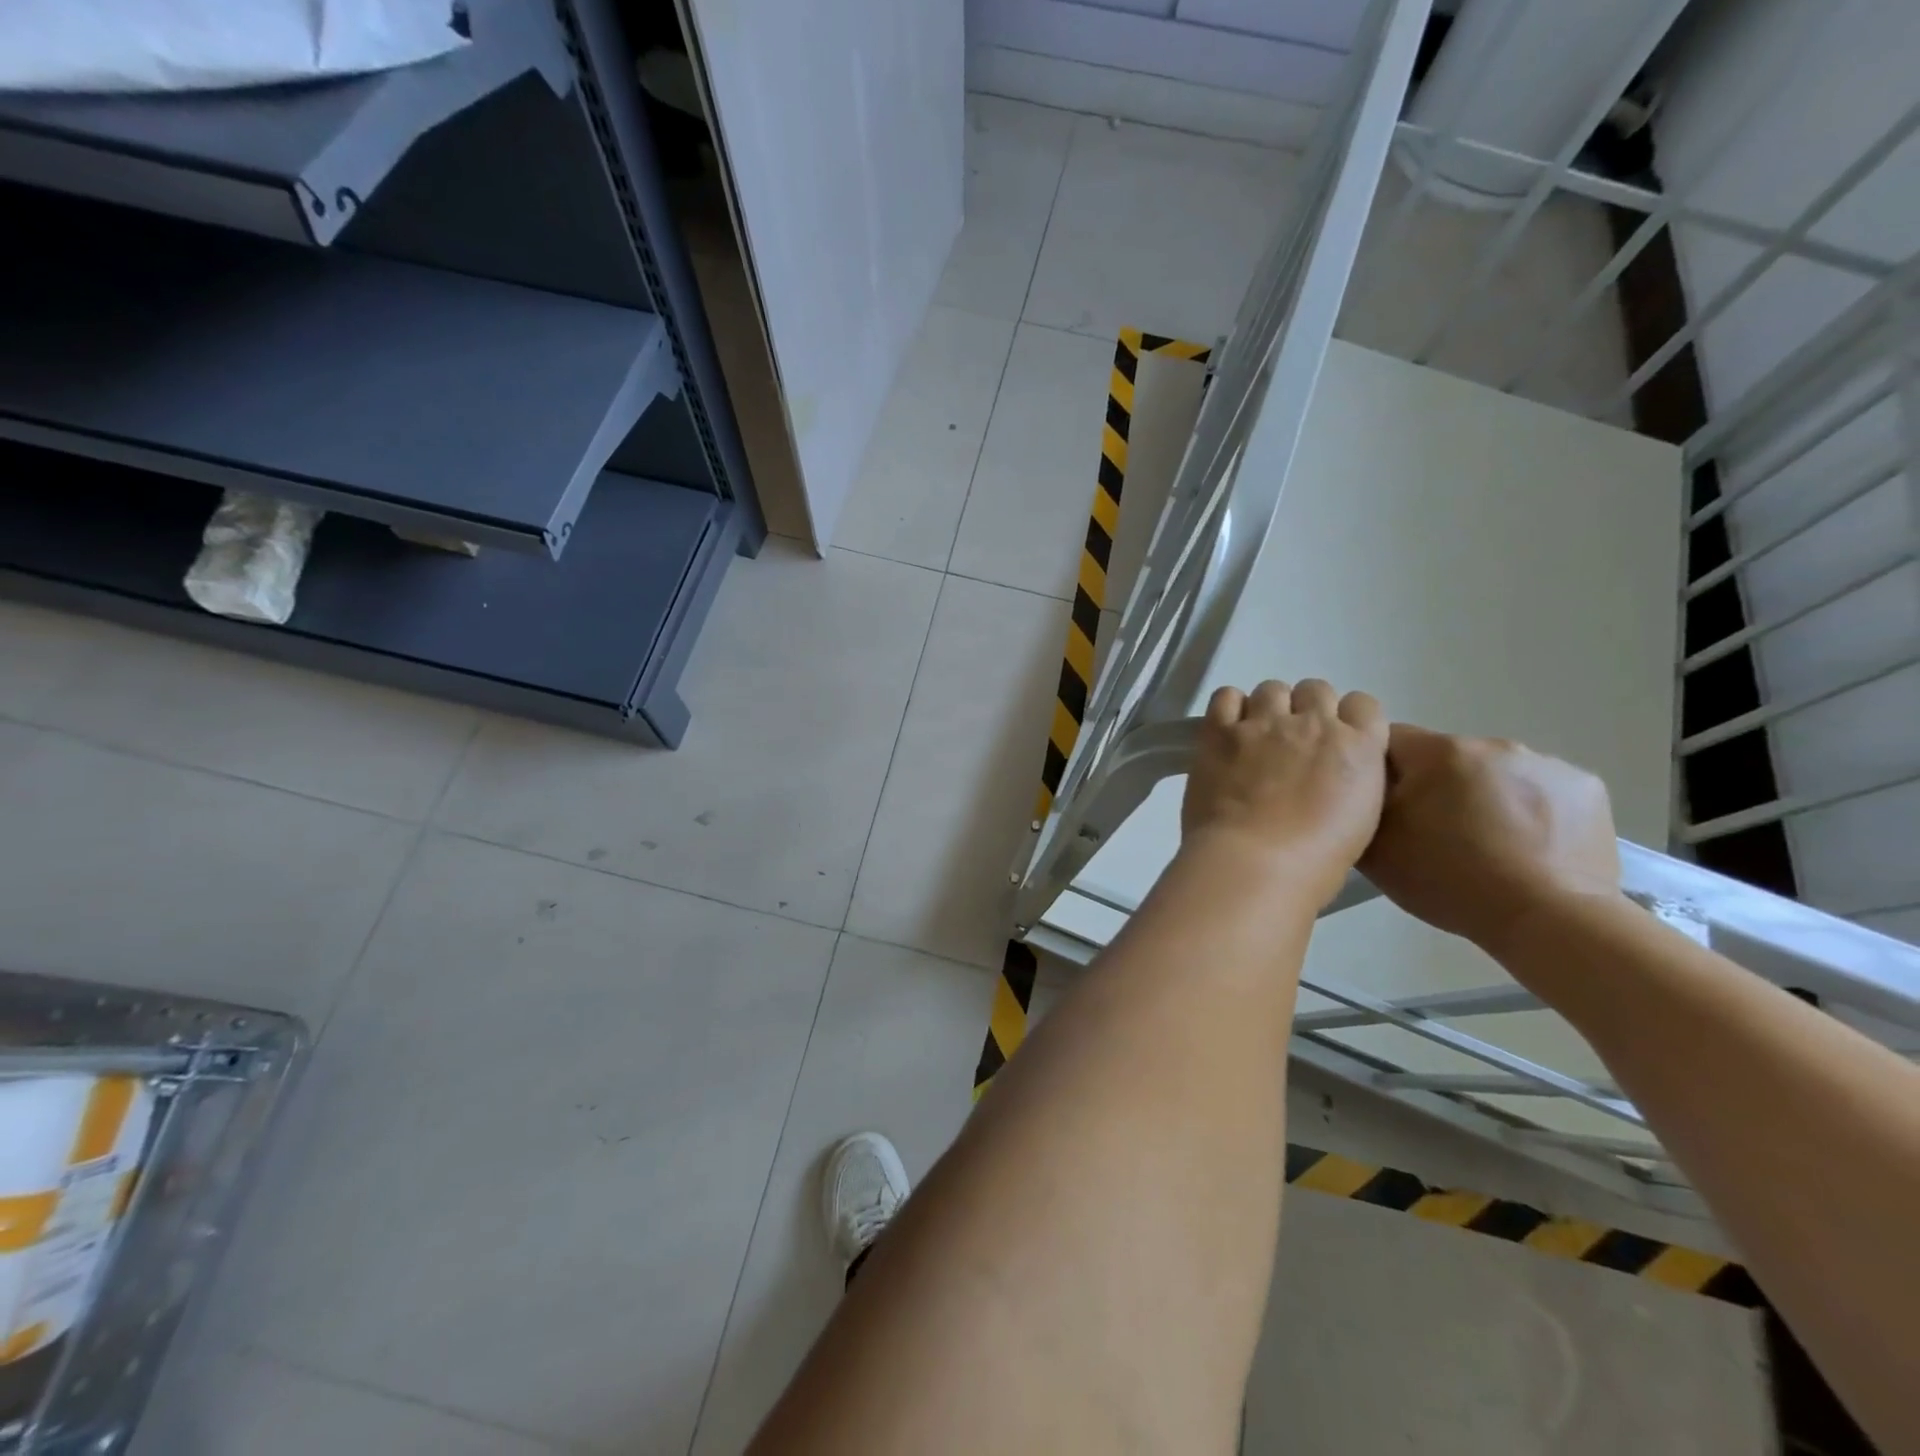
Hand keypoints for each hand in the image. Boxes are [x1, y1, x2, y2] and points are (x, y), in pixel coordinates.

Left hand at [1181, 679, 1388, 907]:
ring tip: (1256, 739)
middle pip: (1315, 690)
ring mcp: (1264, 723)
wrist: (1254, 864)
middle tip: (1290, 744)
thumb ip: (1349, 781)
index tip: (1332, 742)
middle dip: (1305, 710)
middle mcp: (1314, 724)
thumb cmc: (1315, 862)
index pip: (1363, 705)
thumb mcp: (1359, 819)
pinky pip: (1225, 696)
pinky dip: (1229, 708)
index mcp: (1358, 747)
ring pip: (1271, 689)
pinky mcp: (1219, 731)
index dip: (1346, 719)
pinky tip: (1227, 732)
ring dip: (1267, 708)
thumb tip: (1331, 774)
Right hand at [1360, 725, 1620, 953]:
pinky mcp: (1586, 789)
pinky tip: (1526, 847)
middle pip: (1444, 757)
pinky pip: (1539, 790)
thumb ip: (1359, 805)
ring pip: (1493, 773)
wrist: (1547, 919)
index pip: (1389, 740)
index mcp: (1439, 752)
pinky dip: (1527, 810)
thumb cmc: (1448, 879)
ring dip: (1482, 796)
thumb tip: (1360, 787)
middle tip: (1434, 834)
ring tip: (1485, 845)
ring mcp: (1547, 764)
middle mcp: (1493, 744)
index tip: (1385, 807)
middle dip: (1435, 786)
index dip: (1380, 771)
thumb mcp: (1374, 847)